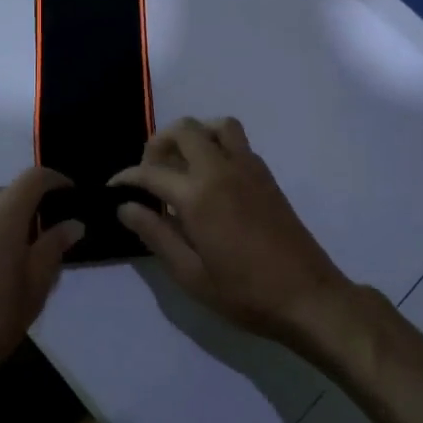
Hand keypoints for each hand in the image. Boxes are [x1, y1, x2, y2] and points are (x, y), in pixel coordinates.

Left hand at [0, 169, 81, 399]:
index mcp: (1, 214)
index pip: (35, 177)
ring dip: (10, 219)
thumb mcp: (33, 289)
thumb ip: (54, 249)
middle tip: (52, 234)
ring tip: (24, 252)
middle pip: (10, 191)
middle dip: (34, 204)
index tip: (74, 196)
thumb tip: (73, 224)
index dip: (58, 180)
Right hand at [112, 117, 349, 346]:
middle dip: (159, 143)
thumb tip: (126, 207)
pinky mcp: (266, 175)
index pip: (151, 171)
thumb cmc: (244, 293)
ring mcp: (248, 168)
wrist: (308, 296)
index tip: (114, 187)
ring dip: (193, 135)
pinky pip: (237, 141)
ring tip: (182, 164)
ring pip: (216, 126)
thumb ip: (156, 235)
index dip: (127, 177)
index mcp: (199, 195)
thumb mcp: (191, 275)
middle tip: (149, 173)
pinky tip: (211, 177)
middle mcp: (222, 169)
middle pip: (184, 130)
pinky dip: (216, 144)